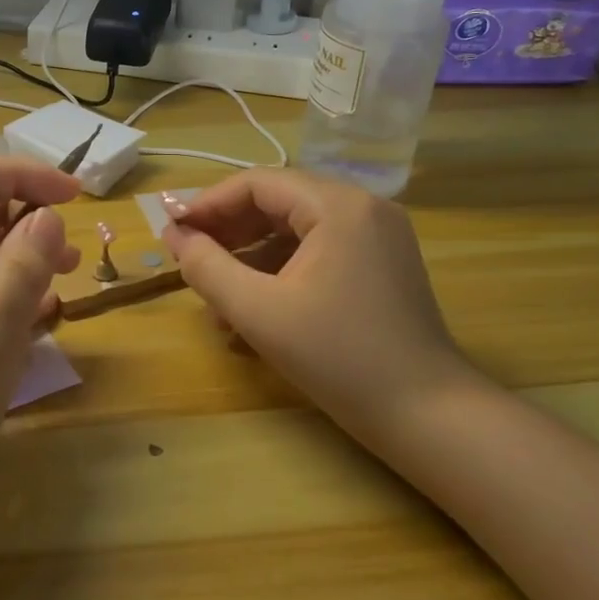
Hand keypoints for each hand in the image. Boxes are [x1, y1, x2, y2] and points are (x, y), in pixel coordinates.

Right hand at [162, 169, 478, 455]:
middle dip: (228, 229)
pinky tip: (253, 305)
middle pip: (278, 201)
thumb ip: (207, 267)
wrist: (427, 415)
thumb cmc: (339, 358)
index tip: (171, 231)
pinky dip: (281, 270)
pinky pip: (318, 250)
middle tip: (187, 256)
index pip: (257, 184)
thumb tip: (174, 236)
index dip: (207, 204)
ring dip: (250, 254)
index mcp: (338, 206)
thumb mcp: (258, 312)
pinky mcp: (381, 263)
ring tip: (214, 290)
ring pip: (296, 228)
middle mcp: (363, 207)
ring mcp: (377, 235)